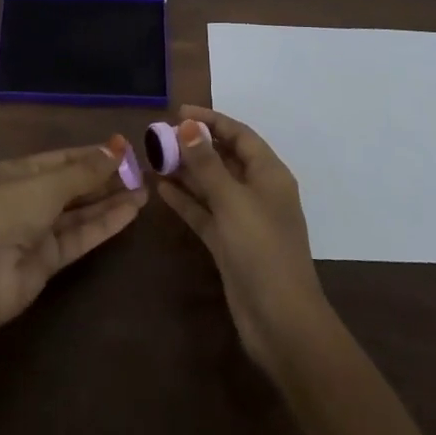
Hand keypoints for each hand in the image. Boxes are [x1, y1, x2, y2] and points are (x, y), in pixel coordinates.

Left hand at [0, 138, 147, 336]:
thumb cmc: (6, 213)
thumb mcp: (47, 185)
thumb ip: (85, 171)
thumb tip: (118, 146)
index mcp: (20, 172)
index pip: (64, 158)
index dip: (94, 154)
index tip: (126, 150)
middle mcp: (30, 198)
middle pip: (74, 185)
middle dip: (106, 179)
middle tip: (142, 172)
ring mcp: (39, 230)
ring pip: (81, 211)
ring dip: (110, 202)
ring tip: (145, 192)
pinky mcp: (50, 260)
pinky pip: (81, 236)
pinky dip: (105, 224)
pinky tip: (131, 213)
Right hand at [156, 106, 329, 373]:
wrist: (281, 322)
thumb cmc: (262, 250)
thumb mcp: (232, 201)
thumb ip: (207, 164)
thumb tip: (187, 126)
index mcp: (269, 175)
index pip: (239, 135)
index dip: (211, 120)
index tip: (178, 112)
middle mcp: (258, 192)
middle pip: (224, 158)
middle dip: (195, 145)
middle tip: (159, 135)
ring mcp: (243, 220)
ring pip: (212, 185)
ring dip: (187, 171)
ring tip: (154, 157)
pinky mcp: (229, 244)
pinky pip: (205, 212)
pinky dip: (186, 200)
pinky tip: (161, 188)